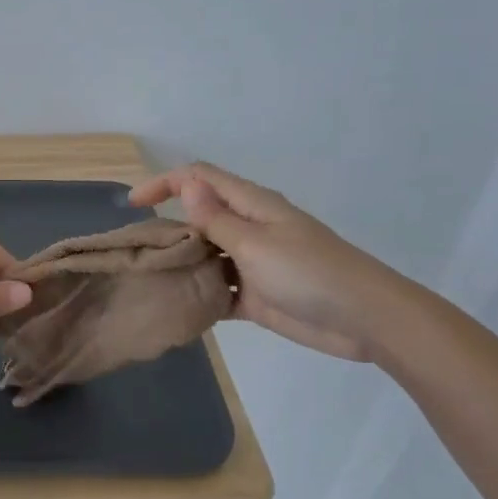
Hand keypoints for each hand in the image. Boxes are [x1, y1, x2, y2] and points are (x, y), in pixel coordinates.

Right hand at [129, 163, 403, 361]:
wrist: (364, 319)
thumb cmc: (309, 273)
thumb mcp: (256, 243)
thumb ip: (217, 219)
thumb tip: (186, 184)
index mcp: (251, 206)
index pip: (200, 179)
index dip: (165, 184)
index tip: (133, 206)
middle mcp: (248, 229)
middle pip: (198, 218)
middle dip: (166, 228)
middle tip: (137, 252)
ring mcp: (251, 263)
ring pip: (205, 256)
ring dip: (181, 264)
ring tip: (148, 280)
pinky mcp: (256, 296)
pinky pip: (218, 290)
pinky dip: (199, 296)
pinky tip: (176, 308)